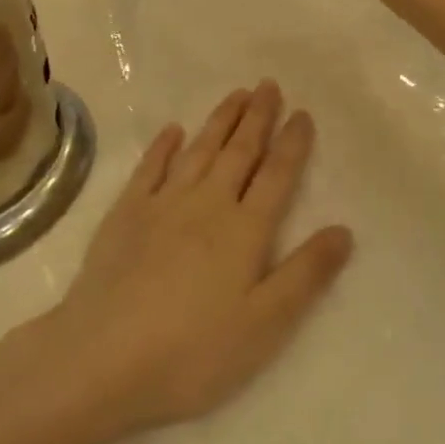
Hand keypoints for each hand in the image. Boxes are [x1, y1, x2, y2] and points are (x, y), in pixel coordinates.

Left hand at [31, 82, 353, 437]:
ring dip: (220, 120)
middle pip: (239, 151)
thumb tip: (344, 229)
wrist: (100, 359)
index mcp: (244, 230)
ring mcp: (162, 204)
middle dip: (257, 116)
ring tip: (237, 94)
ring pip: (200, 150)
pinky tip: (173, 130)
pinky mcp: (125, 214)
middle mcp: (207, 204)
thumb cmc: (191, 352)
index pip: (277, 175)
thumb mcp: (263, 325)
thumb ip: (306, 274)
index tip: (302, 112)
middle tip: (269, 84)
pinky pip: (150, 168)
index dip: (292, 143)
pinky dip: (164, 146)